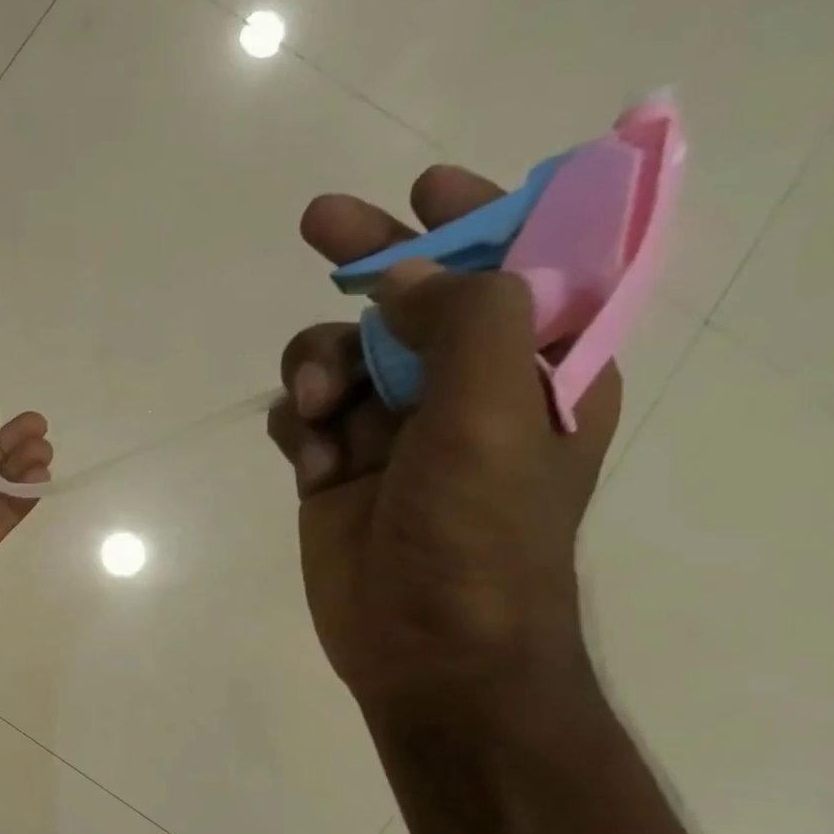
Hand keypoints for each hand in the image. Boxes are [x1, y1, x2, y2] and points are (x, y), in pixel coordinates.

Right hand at [267, 166, 619, 708]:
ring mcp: (391, 430)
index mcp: (536, 369)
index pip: (517, 269)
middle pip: (411, 300)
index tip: (428, 188)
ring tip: (318, 412)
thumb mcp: (496, 414)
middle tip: (320, 222)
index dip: (479, 220)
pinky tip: (310, 462)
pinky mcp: (333, 467)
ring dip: (318, 368)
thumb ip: (466, 320)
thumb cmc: (479, 532)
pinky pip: (301, 413)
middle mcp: (463, 390)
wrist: (425, 644)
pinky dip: (297, 425)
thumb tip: (404, 275)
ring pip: (340, 355)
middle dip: (367, 262)